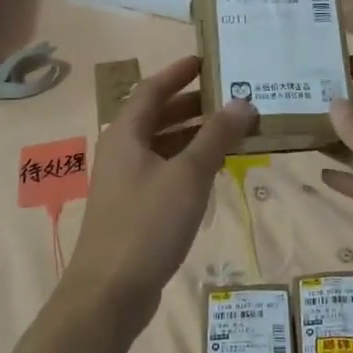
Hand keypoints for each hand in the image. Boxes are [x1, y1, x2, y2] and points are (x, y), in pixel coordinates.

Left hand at [66, 55, 255, 324]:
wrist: (109, 292)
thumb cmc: (147, 224)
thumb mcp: (188, 175)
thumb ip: (216, 136)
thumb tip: (243, 102)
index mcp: (126, 133)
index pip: (153, 88)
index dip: (179, 72)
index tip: (207, 60)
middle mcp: (122, 150)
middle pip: (158, 115)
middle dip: (193, 104)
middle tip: (231, 96)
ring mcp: (125, 180)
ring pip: (162, 144)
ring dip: (194, 134)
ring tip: (233, 130)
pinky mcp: (133, 207)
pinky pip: (163, 170)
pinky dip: (188, 162)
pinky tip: (214, 169)